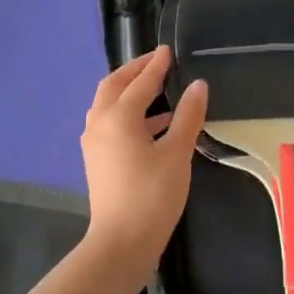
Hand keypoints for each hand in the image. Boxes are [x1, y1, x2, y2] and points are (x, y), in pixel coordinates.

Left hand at [81, 47, 207, 266]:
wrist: (121, 243)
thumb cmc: (152, 195)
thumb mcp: (177, 153)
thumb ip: (188, 116)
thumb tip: (198, 85)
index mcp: (118, 116)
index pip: (141, 81)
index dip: (157, 65)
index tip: (169, 50)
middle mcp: (100, 123)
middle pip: (114, 86)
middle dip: (134, 70)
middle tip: (156, 62)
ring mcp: (94, 142)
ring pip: (107, 104)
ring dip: (128, 91)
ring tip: (156, 87)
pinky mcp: (96, 159)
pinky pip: (109, 122)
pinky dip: (127, 112)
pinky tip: (153, 123)